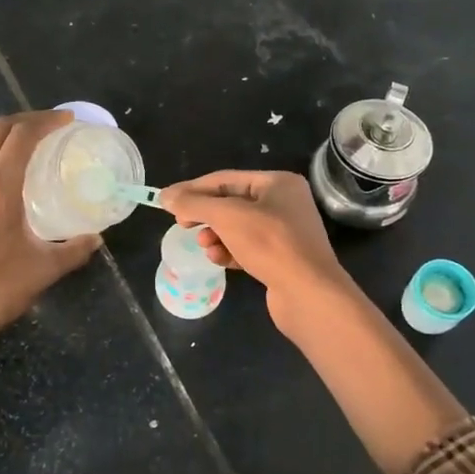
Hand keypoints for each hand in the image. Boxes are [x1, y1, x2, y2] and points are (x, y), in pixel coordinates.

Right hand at [159, 170, 346, 324]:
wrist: (309, 294)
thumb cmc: (270, 245)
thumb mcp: (227, 217)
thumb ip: (194, 204)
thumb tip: (165, 196)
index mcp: (278, 183)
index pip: (225, 179)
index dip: (193, 189)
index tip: (167, 203)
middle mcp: (284, 203)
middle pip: (231, 203)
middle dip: (206, 215)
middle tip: (183, 226)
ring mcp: (285, 232)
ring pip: (238, 227)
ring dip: (216, 236)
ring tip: (205, 247)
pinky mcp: (282, 258)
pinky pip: (248, 248)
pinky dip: (230, 251)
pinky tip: (219, 260)